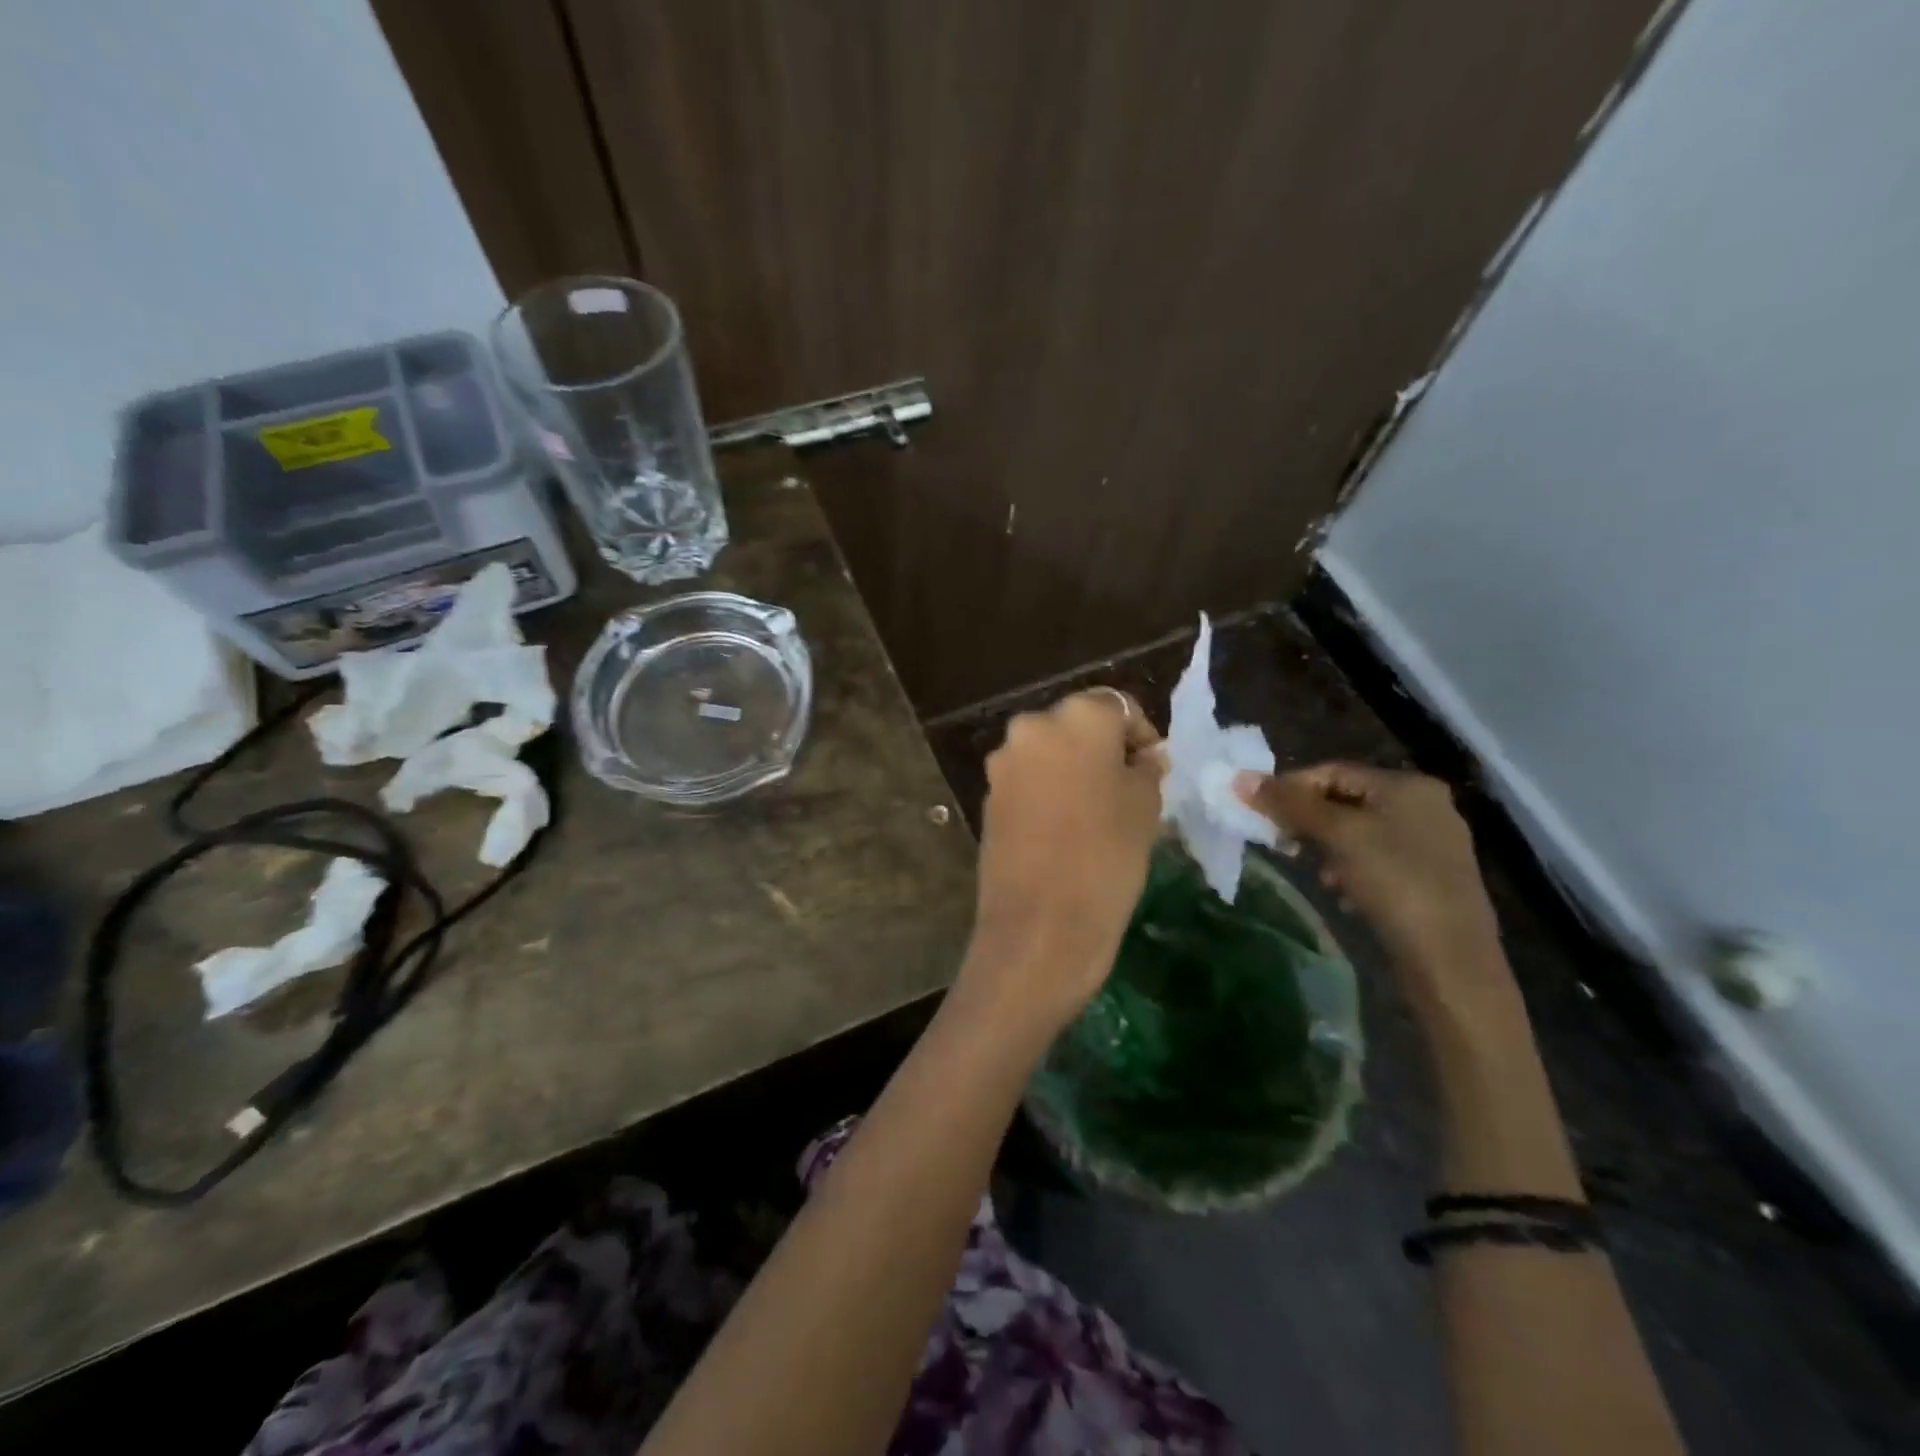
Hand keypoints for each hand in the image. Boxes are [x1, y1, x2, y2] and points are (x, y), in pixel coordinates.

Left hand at [962, 689, 1165, 1032]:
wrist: (1040, 925)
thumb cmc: (1108, 856)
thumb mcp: (1145, 806)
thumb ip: (1145, 768)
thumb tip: (1142, 757)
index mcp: (1075, 717)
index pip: (1117, 706)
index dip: (1140, 734)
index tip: (1153, 768)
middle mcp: (1031, 727)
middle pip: (1077, 726)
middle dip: (1103, 750)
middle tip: (1128, 788)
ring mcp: (1002, 763)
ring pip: (1050, 754)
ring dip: (1073, 771)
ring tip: (1098, 812)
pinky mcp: (988, 797)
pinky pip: (1028, 781)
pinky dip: (1048, 792)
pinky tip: (1066, 829)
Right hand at [1235, 763, 1510, 1022]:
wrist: (1450, 959)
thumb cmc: (1394, 882)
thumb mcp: (1337, 835)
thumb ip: (1289, 804)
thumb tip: (1239, 778)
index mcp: (1407, 785)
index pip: (1333, 771)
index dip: (1291, 788)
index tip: (1261, 814)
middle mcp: (1425, 805)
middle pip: (1346, 800)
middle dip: (1309, 821)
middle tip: (1283, 844)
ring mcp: (1432, 843)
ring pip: (1359, 832)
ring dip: (1328, 848)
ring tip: (1315, 873)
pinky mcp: (1431, 878)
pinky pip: (1376, 859)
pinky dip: (1351, 869)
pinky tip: (1341, 893)